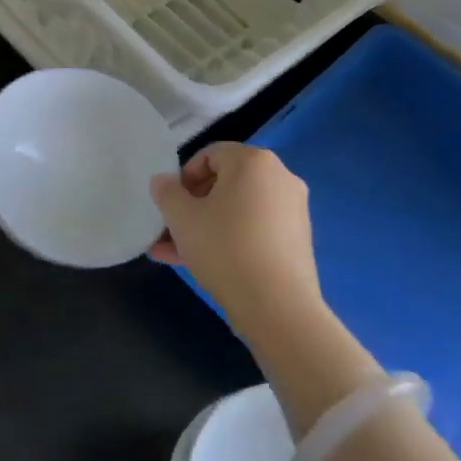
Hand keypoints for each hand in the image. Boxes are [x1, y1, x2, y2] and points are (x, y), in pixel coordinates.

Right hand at [149, 144, 321, 319]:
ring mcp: (292, 210)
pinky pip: (254, 229)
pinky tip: (200, 265)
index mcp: (253, 161)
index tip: (170, 204)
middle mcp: (280, 177)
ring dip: (204, 227)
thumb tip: (164, 181)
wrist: (277, 305)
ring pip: (237, 211)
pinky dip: (229, 239)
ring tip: (173, 254)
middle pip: (225, 183)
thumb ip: (166, 192)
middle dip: (192, 206)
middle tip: (169, 230)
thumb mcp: (181, 218)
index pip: (210, 155)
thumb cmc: (224, 248)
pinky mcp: (297, 239)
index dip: (184, 176)